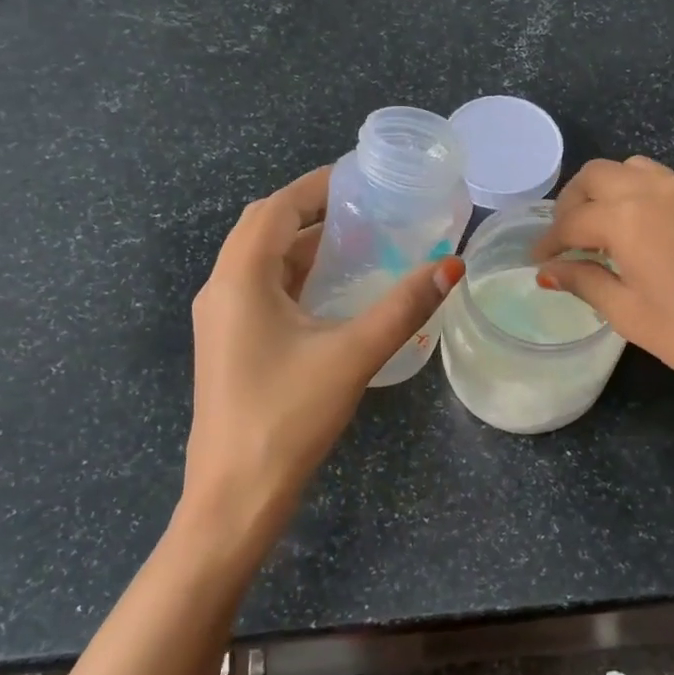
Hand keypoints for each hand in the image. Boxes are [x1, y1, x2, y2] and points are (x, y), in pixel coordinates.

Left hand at [179, 166, 463, 568]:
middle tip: (367, 208)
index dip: (315, 185)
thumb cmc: (287, 417)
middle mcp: (222, 289)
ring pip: (262, 261)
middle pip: (264, 228)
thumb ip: (403, 307)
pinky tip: (335, 292)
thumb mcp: (352, 355)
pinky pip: (262, 290)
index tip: (361, 177)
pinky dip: (296, 276)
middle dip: (312, 211)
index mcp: (240, 279)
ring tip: (360, 241)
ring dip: (304, 245)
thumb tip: (452, 266)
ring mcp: (221, 320)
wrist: (235, 496)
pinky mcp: (230, 344)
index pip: (276, 207)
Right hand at [533, 156, 673, 421]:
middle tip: (563, 241)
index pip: (572, 220)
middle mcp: (650, 191)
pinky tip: (631, 232)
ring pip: (626, 169)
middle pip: (595, 176)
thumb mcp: (627, 312)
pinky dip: (630, 192)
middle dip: (571, 203)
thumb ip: (585, 281)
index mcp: (625, 217)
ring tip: (595, 232)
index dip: (549, 242)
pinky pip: (654, 179)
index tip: (537, 262)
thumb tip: (549, 271)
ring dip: (601, 191)